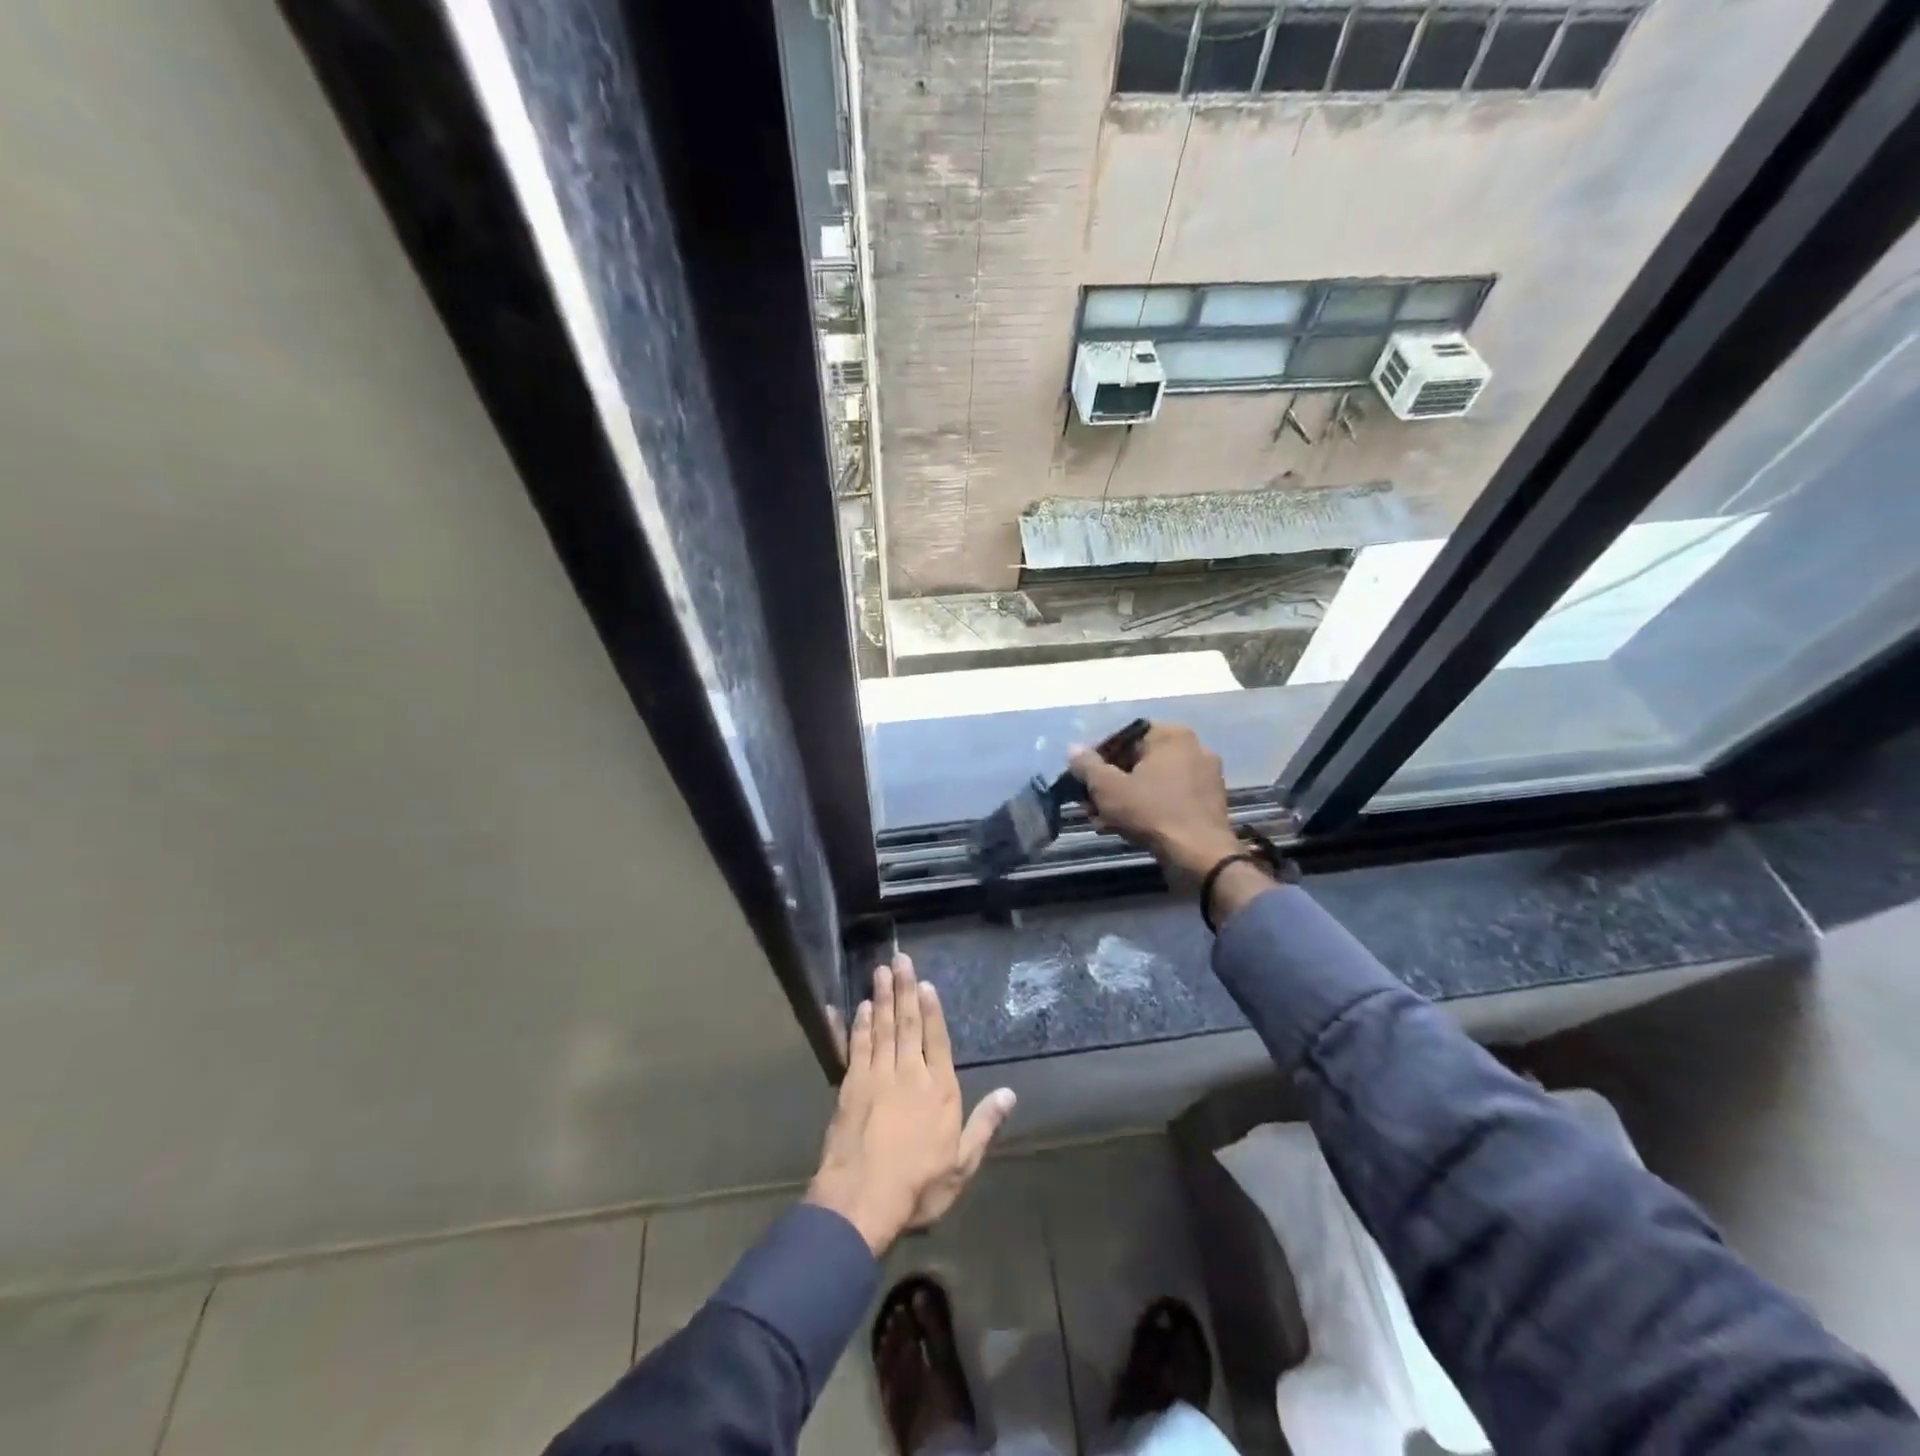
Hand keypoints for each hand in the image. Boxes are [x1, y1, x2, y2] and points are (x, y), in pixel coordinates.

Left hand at [805, 955, 1016, 1254]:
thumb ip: (984, 1124)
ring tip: (880, 971)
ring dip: (881, 998)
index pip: (937, 1040)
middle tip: (900, 959)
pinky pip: (857, 1046)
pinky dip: (859, 1025)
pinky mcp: (851, 1085)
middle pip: (908, 1024)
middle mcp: (909, 1073)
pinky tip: (860, 1008)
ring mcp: (877, 1076)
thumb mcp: (962, 1164)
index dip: (932, 1010)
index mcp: (939, 1090)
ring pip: (882, 1027)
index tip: (926, 983)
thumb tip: (1009, 1093)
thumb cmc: (918, 1186)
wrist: (861, 1199)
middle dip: (904, 990)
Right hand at [1071, 723, 1243, 878]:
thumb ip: (1087, 766)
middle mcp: (1194, 748)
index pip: (1123, 738)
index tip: (1081, 780)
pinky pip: (1169, 798)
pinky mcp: (1208, 803)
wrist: (1201, 857)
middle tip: (1088, 805)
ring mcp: (1204, 777)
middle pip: (1138, 762)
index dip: (1097, 759)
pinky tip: (1127, 828)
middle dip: (1109, 784)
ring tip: (1102, 821)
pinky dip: (1147, 808)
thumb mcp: (1108, 788)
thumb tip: (1073, 749)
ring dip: (1124, 799)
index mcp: (1172, 736)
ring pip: (1152, 783)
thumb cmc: (1152, 813)